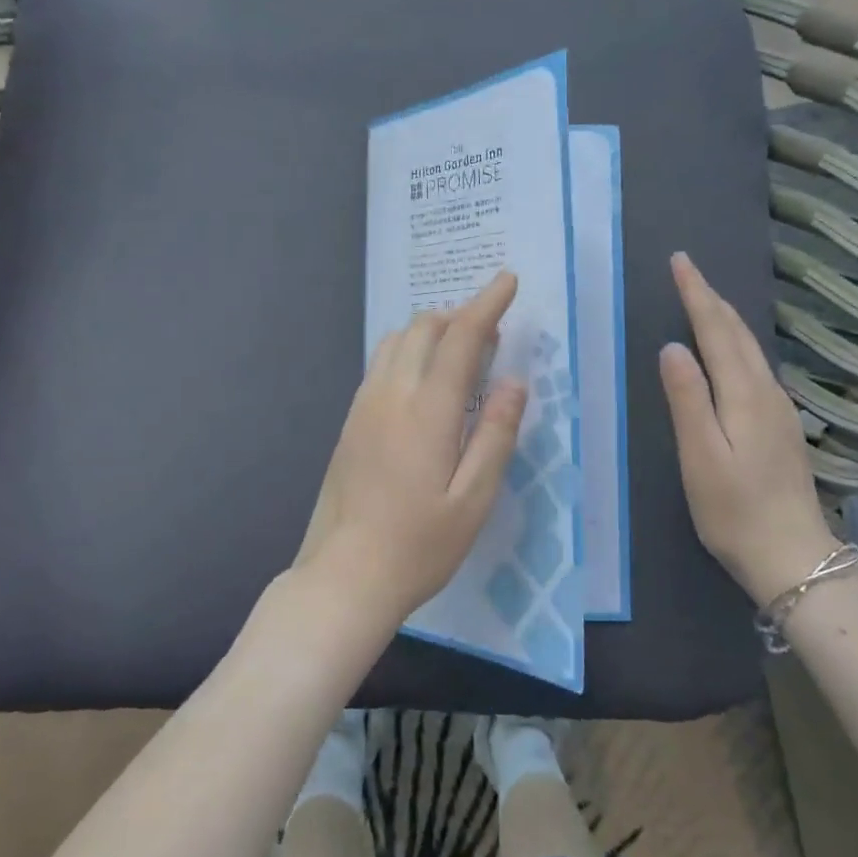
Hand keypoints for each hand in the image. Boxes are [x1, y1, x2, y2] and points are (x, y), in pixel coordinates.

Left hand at [295, 270, 528, 632]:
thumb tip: (514, 382)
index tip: (507, 280)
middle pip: (423, 328)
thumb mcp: (474, 500)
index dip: (487, 304)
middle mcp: (391, 394)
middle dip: (459, 314)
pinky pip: (381, 363)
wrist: (343, 576)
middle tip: (490, 328)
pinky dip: (408, 350)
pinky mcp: (350, 421)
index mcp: (427, 411)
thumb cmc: (419, 545)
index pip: (460, 338)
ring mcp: (364, 405)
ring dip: (430, 330)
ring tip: (459, 349)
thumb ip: (496, 435)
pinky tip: (423, 378)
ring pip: (396, 341)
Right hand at [659, 252, 836, 604]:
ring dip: (724, 317)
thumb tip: (672, 347)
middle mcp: (765, 391)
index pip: (717, 330)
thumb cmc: (735, 509)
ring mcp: (778, 408)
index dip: (697, 293)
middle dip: (711, 297)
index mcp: (743, 394)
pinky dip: (735, 342)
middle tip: (687, 269)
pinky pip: (754, 365)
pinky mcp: (780, 425)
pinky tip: (728, 349)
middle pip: (738, 332)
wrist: (793, 556)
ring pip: (749, 347)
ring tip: (702, 299)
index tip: (680, 260)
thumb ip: (687, 399)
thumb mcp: (700, 455)